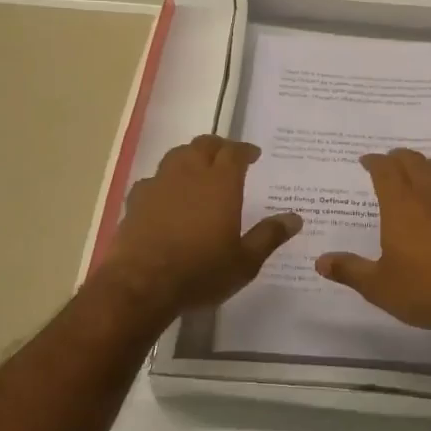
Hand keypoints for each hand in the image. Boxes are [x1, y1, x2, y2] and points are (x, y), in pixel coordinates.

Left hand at [96, 136, 300, 316]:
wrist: (141, 285)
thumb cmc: (200, 271)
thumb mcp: (245, 262)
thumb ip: (269, 236)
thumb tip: (295, 218)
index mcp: (220, 183)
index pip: (234, 152)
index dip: (245, 150)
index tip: (253, 154)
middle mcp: (189, 174)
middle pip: (203, 145)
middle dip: (218, 146)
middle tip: (227, 156)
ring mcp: (159, 184)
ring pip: (176, 155)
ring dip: (190, 156)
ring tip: (198, 168)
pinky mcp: (135, 200)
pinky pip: (153, 179)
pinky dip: (164, 180)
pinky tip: (166, 194)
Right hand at [314, 149, 430, 334]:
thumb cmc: (427, 289)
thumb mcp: (380, 287)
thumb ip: (350, 270)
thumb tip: (320, 261)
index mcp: (401, 204)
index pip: (385, 169)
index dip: (374, 161)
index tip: (366, 161)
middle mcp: (430, 192)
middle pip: (412, 161)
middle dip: (397, 158)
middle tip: (388, 164)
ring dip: (423, 164)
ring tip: (416, 172)